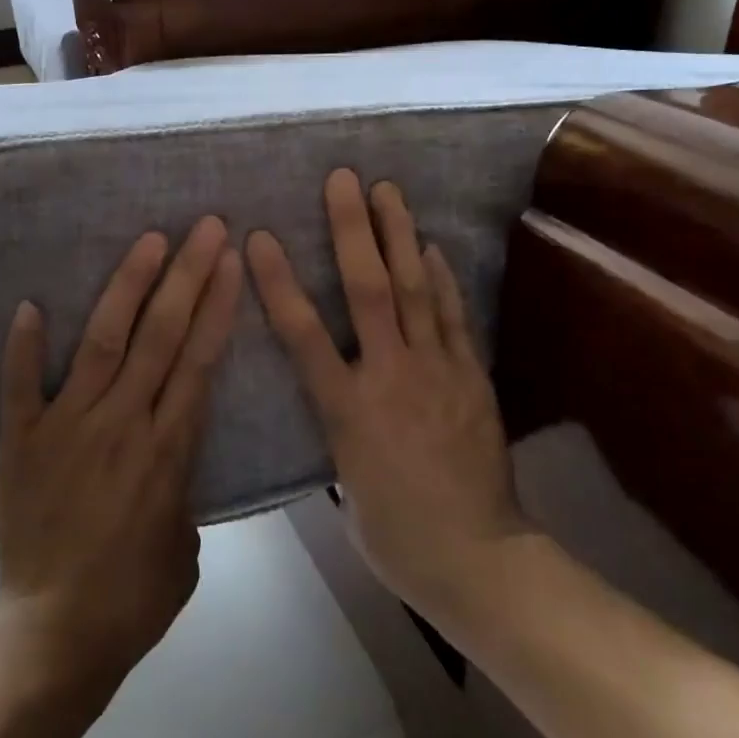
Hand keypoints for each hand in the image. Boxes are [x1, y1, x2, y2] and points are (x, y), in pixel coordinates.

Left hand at [0, 217, 242, 700]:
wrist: (52, 639)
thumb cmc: (131, 601)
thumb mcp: (185, 548)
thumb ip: (182, 491)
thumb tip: (169, 459)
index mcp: (167, 450)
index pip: (199, 360)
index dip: (217, 306)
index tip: (231, 261)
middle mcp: (121, 423)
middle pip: (160, 335)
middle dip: (187, 276)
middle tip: (204, 227)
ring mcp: (67, 427)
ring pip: (104, 342)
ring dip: (128, 287)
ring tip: (149, 241)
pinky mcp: (22, 442)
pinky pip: (21, 384)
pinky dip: (25, 345)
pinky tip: (32, 304)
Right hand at [246, 170, 528, 625]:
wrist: (479, 558)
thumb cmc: (395, 534)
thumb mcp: (347, 482)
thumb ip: (339, 427)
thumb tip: (339, 396)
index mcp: (347, 409)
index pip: (303, 334)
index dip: (279, 282)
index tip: (259, 237)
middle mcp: (390, 376)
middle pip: (368, 290)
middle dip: (352, 230)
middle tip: (344, 179)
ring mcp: (437, 371)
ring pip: (416, 290)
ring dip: (400, 235)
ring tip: (389, 190)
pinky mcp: (471, 377)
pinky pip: (454, 317)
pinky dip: (443, 278)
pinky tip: (433, 246)